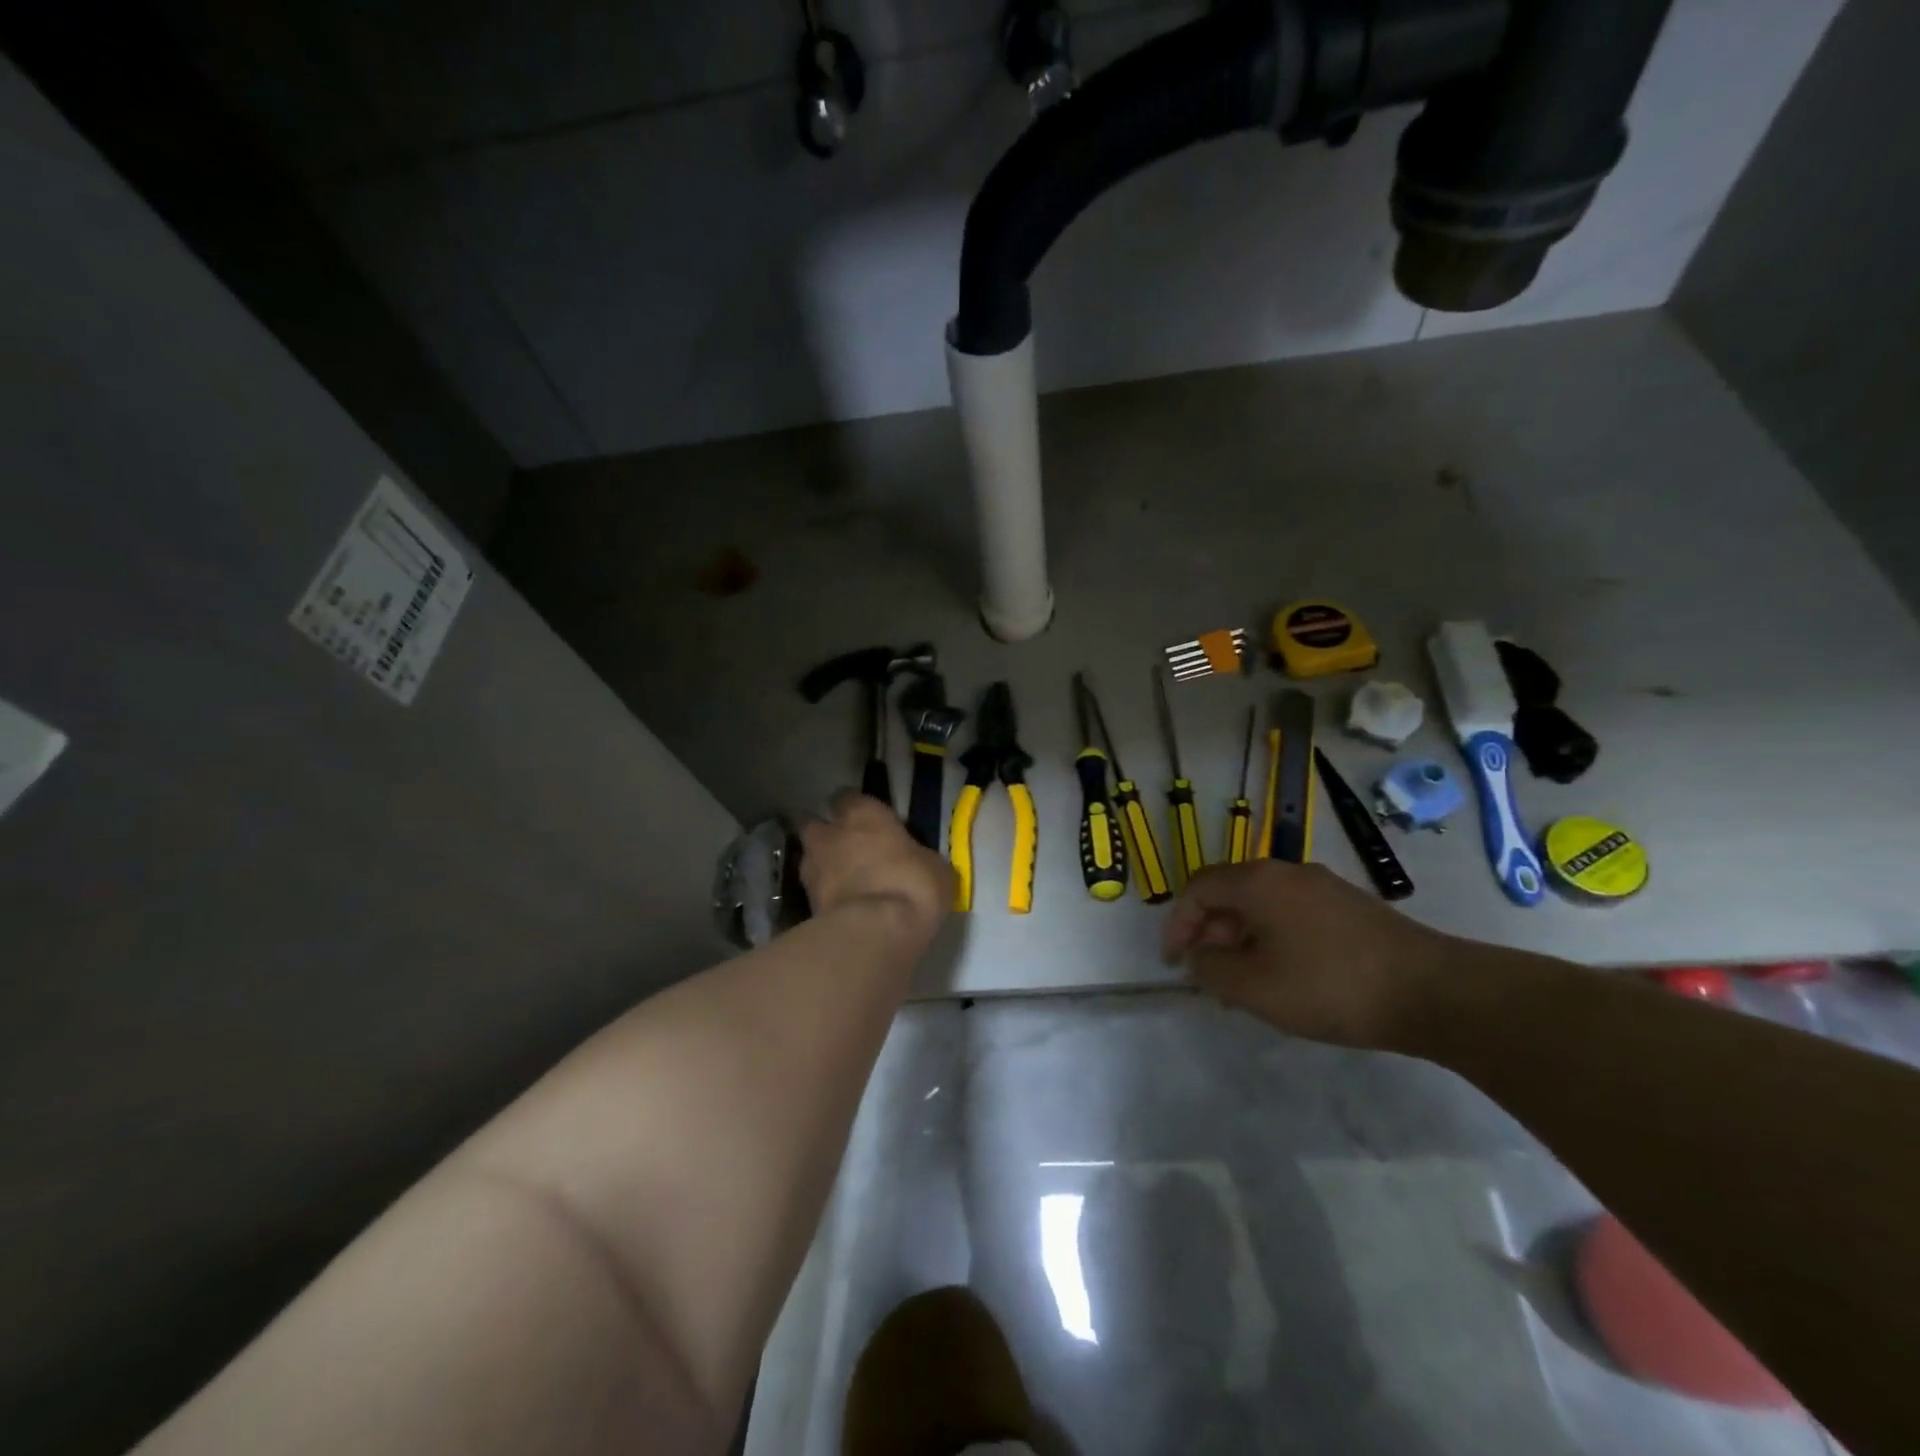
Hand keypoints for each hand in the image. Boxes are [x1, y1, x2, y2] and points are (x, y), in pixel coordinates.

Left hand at [799, 791, 951, 941]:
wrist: (876, 931)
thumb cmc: (913, 885)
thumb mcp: (934, 867)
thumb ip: (916, 856)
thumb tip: (917, 862)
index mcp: (863, 814)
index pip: (849, 797)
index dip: (856, 809)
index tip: (868, 822)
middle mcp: (831, 834)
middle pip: (816, 824)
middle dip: (827, 834)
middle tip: (848, 850)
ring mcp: (812, 868)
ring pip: (809, 857)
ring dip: (821, 865)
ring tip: (842, 882)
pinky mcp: (805, 902)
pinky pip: (812, 890)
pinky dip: (823, 895)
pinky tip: (841, 907)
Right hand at [1162, 860, 1455, 1048]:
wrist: (1433, 991)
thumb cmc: (1330, 986)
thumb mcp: (1255, 988)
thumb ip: (1212, 970)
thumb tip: (1199, 958)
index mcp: (1258, 881)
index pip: (1198, 889)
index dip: (1177, 924)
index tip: (1174, 963)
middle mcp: (1287, 872)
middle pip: (1230, 893)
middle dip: (1209, 933)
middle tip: (1208, 975)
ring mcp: (1323, 886)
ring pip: (1262, 905)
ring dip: (1241, 939)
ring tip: (1243, 983)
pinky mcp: (1350, 907)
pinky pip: (1292, 914)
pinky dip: (1273, 939)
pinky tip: (1285, 976)